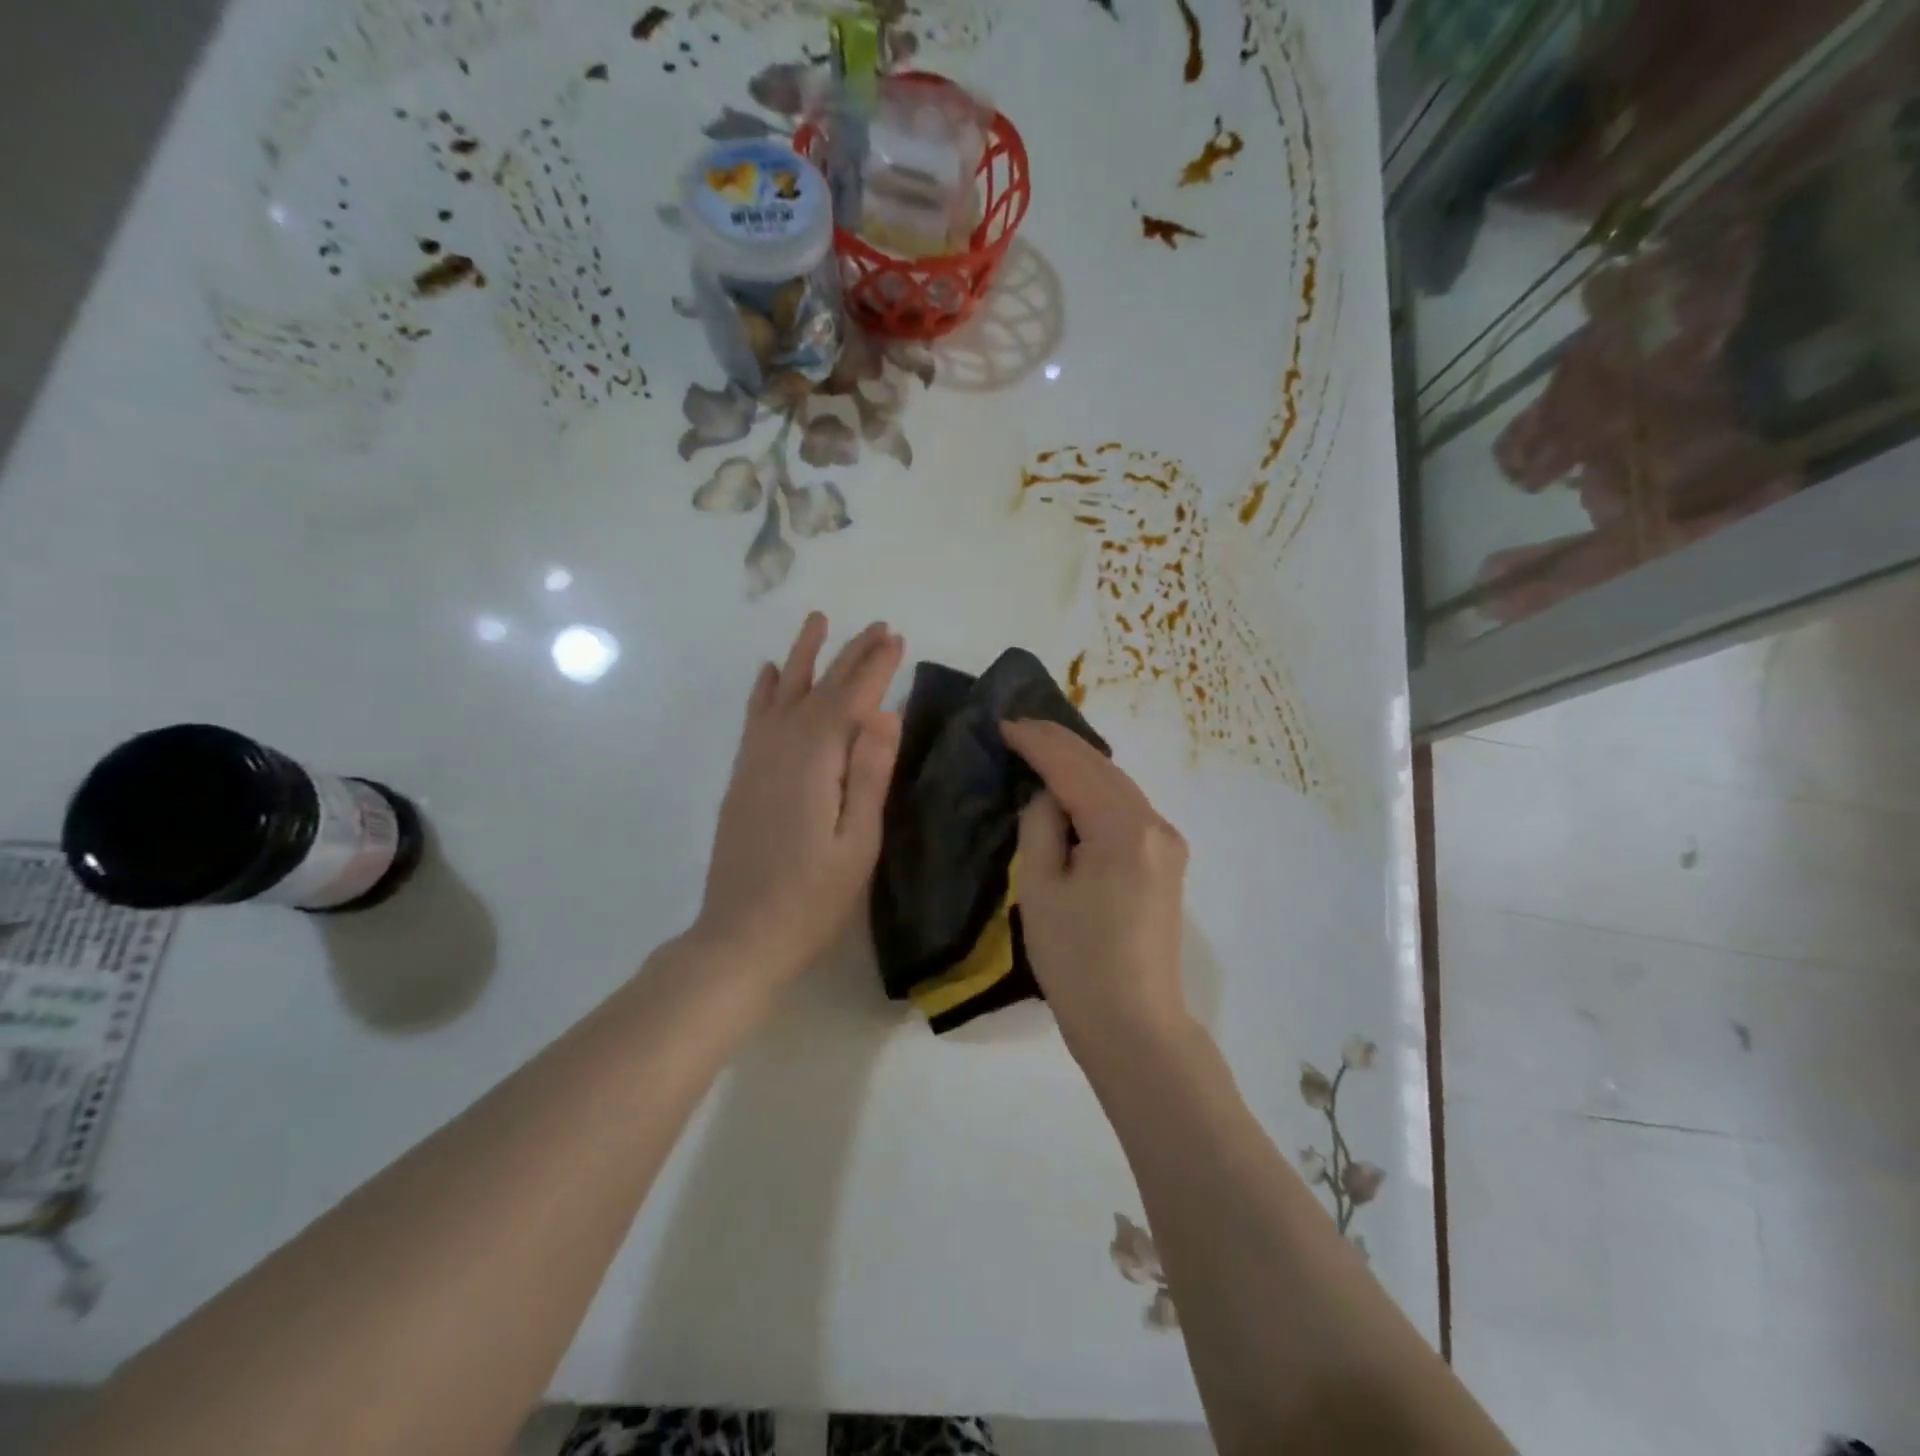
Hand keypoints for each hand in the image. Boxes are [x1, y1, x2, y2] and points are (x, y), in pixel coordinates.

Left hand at [694, 613, 904, 984]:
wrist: (739, 937)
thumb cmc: (811, 899)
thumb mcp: (857, 843)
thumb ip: (869, 774)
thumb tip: (886, 713)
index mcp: (813, 762)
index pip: (850, 699)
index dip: (874, 667)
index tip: (897, 639)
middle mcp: (779, 749)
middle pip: (818, 690)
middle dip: (849, 656)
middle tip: (878, 627)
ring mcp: (755, 761)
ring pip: (782, 694)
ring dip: (804, 657)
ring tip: (819, 622)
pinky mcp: (743, 777)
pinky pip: (755, 718)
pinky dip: (766, 690)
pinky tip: (770, 673)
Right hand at [1003, 719, 1192, 1059]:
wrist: (1134, 1027)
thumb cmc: (1077, 963)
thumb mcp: (1040, 890)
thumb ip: (1041, 827)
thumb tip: (1048, 796)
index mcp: (1124, 829)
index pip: (1074, 768)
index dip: (1037, 742)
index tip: (1004, 724)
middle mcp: (1156, 825)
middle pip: (1103, 768)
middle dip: (1060, 744)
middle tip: (1019, 727)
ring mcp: (1168, 843)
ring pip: (1118, 785)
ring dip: (1080, 765)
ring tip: (1039, 749)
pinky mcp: (1167, 862)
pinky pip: (1128, 809)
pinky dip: (1097, 791)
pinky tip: (1073, 787)